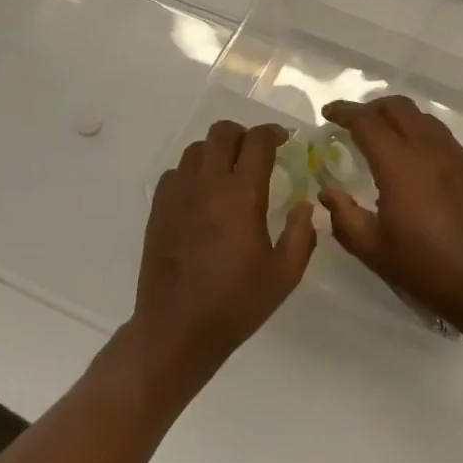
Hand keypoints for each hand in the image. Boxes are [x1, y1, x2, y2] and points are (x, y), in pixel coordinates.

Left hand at [136, 121, 315, 381]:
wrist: (176, 329)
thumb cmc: (236, 302)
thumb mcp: (285, 274)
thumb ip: (302, 233)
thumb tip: (305, 205)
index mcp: (241, 195)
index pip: (257, 141)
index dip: (274, 133)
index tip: (285, 141)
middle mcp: (207, 184)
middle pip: (222, 133)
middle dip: (244, 134)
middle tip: (258, 153)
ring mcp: (178, 195)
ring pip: (196, 149)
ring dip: (217, 150)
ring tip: (230, 171)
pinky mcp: (158, 210)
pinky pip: (176, 172)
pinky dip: (194, 171)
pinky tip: (204, 194)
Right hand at [319, 97, 462, 338]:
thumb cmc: (425, 267)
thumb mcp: (373, 249)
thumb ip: (344, 216)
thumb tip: (328, 193)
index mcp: (400, 164)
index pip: (367, 122)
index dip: (344, 112)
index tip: (329, 113)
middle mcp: (429, 149)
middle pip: (398, 107)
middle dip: (372, 108)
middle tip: (355, 124)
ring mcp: (457, 156)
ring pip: (424, 119)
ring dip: (399, 119)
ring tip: (385, 139)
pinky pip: (443, 138)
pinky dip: (422, 136)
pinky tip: (417, 162)